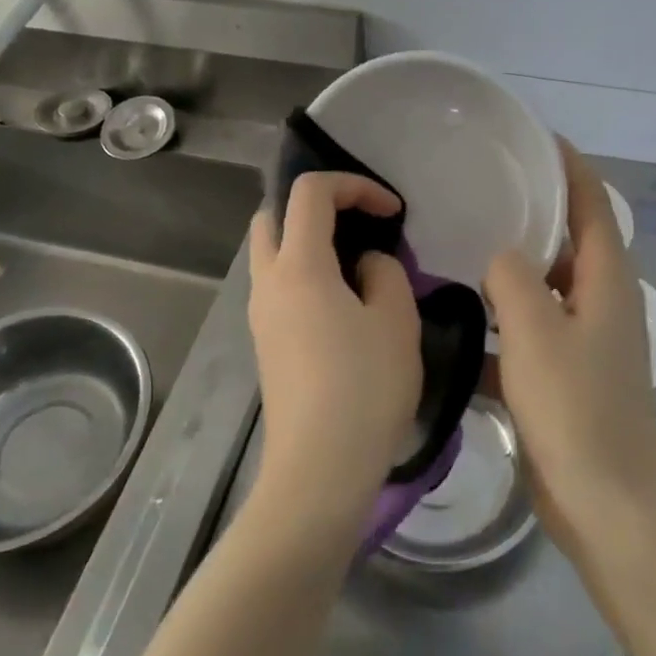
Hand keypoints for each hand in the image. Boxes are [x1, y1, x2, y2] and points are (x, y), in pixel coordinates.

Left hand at [248, 173, 422, 526]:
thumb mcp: (396, 320)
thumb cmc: (364, 388)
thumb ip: (385, 273)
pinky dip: (304, 273)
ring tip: (356, 266)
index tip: (392, 212)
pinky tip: (342, 304)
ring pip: (270, 253)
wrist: (319, 469)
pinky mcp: (265, 343)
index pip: (310, 192)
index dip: (354, 186)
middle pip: (272, 215)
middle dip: (314, 207)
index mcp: (298, 266)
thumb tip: (365, 266)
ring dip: (307, 242)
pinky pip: (278, 286)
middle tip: (357, 225)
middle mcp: (268, 282)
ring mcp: (260, 315)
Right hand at [485, 141, 655, 554]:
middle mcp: (601, 302)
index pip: (592, 204)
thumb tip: (500, 258)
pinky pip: (530, 329)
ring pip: (545, 286)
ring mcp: (585, 340)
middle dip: (535, 212)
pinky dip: (503, 319)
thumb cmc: (575, 408)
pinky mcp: (565, 374)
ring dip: (513, 268)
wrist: (604, 503)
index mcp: (606, 282)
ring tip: (462, 245)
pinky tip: (459, 318)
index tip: (534, 138)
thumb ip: (512, 278)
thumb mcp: (535, 331)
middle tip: (484, 189)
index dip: (569, 166)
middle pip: (570, 241)